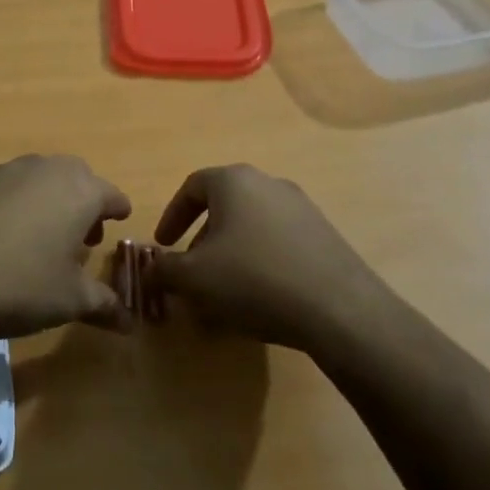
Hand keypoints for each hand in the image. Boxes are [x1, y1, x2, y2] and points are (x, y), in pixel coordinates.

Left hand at [0, 155, 131, 340]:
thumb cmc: (20, 284)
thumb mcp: (69, 301)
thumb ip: (104, 304)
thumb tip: (131, 323)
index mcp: (80, 191)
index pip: (112, 195)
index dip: (117, 211)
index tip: (118, 221)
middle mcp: (45, 169)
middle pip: (76, 179)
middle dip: (83, 203)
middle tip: (81, 237)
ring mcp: (3, 170)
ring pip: (36, 176)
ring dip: (45, 197)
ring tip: (39, 233)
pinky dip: (2, 194)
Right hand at [150, 164, 379, 352]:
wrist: (339, 308)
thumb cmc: (253, 279)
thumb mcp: (194, 278)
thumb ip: (164, 269)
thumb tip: (150, 269)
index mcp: (234, 181)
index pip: (192, 187)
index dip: (172, 217)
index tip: (163, 246)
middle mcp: (269, 183)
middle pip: (224, 206)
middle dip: (202, 240)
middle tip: (192, 273)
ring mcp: (302, 208)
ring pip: (252, 226)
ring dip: (231, 254)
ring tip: (225, 292)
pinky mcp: (325, 236)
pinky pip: (279, 243)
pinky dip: (261, 263)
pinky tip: (261, 299)